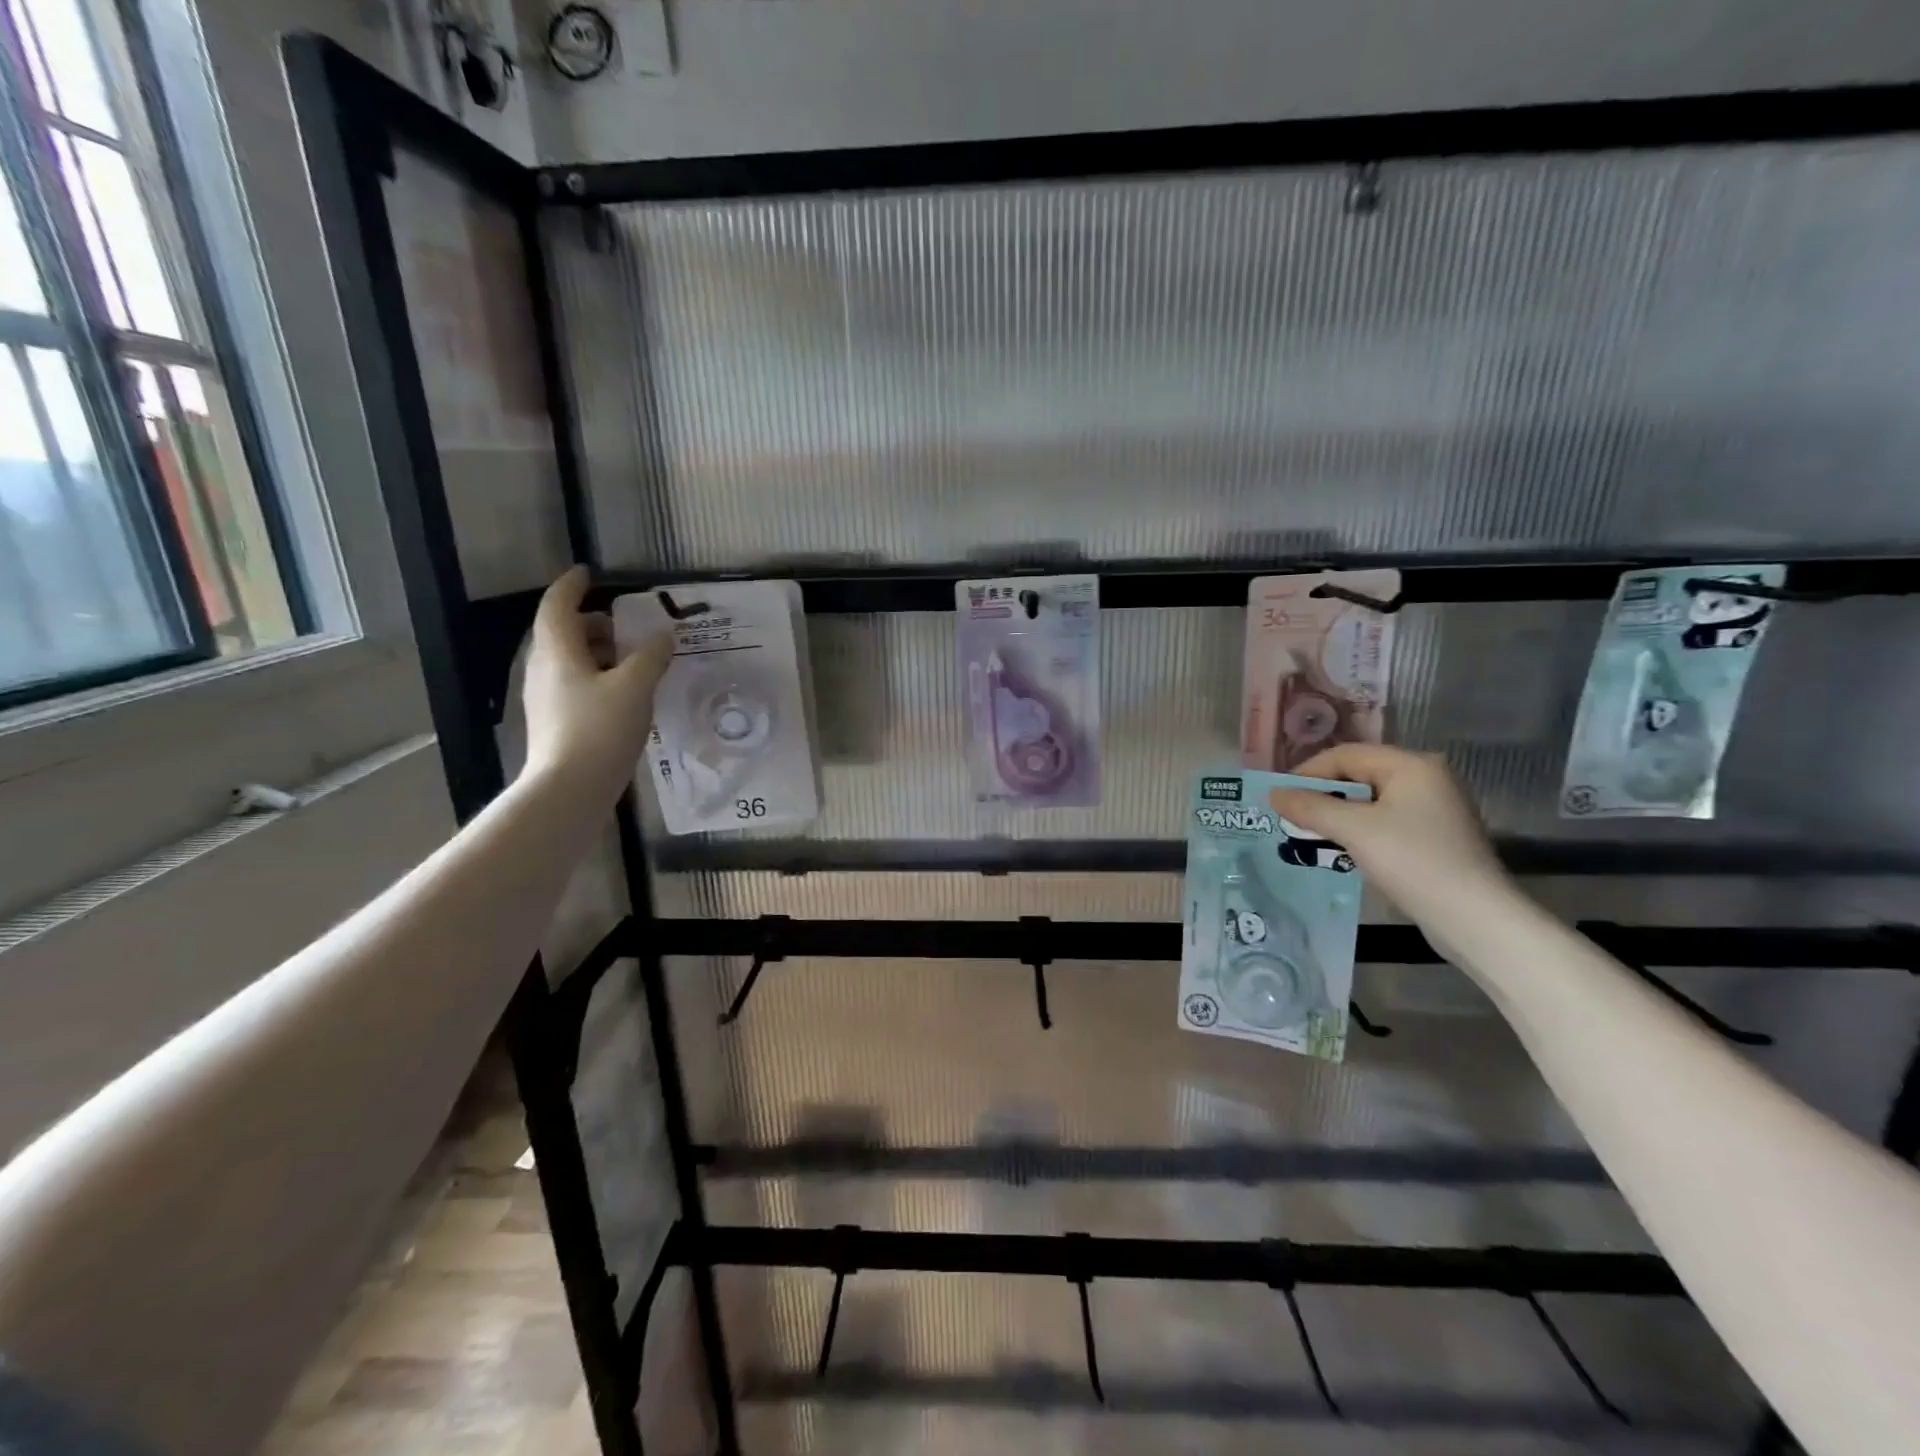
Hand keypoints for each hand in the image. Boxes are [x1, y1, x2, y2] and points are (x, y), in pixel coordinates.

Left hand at [521, 567, 669, 797]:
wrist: (569, 788)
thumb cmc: (600, 729)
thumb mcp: (635, 687)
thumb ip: (651, 656)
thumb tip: (663, 635)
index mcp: (558, 651)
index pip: (557, 605)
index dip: (572, 586)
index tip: (589, 574)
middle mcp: (543, 669)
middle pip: (562, 633)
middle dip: (591, 622)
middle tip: (625, 623)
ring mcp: (545, 698)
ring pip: (568, 660)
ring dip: (596, 651)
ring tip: (631, 658)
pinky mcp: (554, 722)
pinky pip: (573, 684)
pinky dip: (596, 676)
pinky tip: (622, 693)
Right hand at [1268, 744, 1513, 932]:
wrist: (1474, 918)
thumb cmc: (1413, 861)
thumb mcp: (1354, 830)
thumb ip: (1311, 807)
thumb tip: (1273, 793)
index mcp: (1412, 766)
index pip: (1347, 754)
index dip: (1308, 772)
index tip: (1280, 796)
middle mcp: (1427, 779)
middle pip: (1359, 775)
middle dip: (1322, 795)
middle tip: (1290, 816)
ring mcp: (1434, 809)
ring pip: (1370, 802)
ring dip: (1337, 816)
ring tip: (1308, 834)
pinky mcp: (1435, 837)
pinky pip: (1384, 822)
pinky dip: (1358, 831)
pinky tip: (1340, 850)